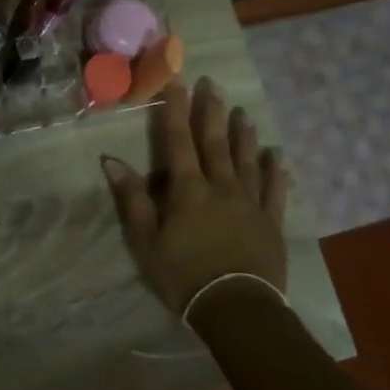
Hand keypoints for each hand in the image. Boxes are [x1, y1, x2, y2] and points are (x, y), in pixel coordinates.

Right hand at [101, 78, 288, 315]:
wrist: (235, 308)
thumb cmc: (183, 275)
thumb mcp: (145, 241)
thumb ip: (133, 199)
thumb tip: (111, 161)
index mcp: (188, 190)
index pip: (179, 142)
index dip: (176, 111)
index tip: (176, 82)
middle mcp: (221, 187)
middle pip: (215, 143)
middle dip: (211, 112)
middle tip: (212, 83)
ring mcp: (250, 204)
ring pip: (247, 161)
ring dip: (243, 135)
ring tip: (243, 112)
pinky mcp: (271, 223)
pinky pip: (275, 191)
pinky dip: (276, 172)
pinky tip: (277, 156)